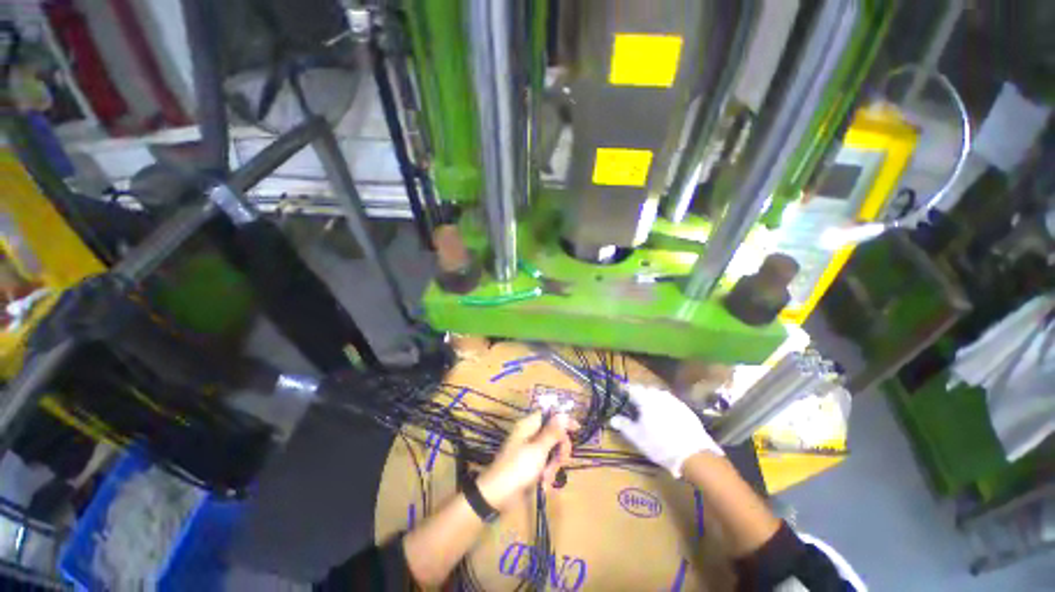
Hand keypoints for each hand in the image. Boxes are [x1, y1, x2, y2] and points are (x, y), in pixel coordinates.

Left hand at [477, 412, 576, 509]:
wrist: (496, 496)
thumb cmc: (517, 469)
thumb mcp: (538, 450)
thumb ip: (552, 432)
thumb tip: (563, 414)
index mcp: (529, 426)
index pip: (549, 415)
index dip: (563, 420)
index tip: (577, 430)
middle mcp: (529, 434)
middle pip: (553, 433)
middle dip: (559, 448)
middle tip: (561, 460)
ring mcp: (529, 450)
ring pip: (551, 450)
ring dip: (553, 464)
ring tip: (547, 477)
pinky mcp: (529, 464)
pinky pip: (545, 463)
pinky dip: (547, 473)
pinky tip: (544, 484)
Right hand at [610, 384, 722, 477]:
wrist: (694, 455)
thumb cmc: (659, 444)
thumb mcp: (637, 437)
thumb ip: (624, 425)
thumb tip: (612, 419)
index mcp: (646, 399)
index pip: (632, 388)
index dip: (625, 391)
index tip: (621, 395)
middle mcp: (660, 395)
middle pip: (647, 390)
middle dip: (640, 394)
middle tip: (635, 404)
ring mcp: (675, 401)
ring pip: (660, 395)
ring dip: (653, 399)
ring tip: (650, 410)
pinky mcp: (686, 409)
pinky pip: (672, 403)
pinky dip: (665, 406)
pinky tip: (666, 418)